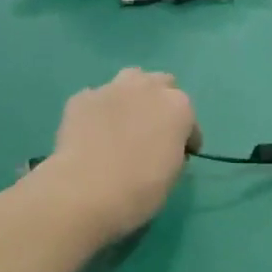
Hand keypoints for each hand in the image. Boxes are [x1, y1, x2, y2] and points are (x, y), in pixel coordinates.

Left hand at [44, 68, 197, 240]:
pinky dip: (100, 111)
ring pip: (130, 79)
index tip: (181, 154)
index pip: (190, 120)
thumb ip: (173, 151)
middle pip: (162, 84)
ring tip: (125, 121)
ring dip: (133, 95)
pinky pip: (97, 98)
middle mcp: (147, 88)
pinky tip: (94, 132)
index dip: (187, 138)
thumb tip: (163, 147)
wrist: (87, 191)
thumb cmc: (140, 190)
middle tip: (153, 130)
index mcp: (178, 107)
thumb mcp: (172, 175)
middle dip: (161, 104)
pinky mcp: (81, 97)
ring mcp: (112, 88)